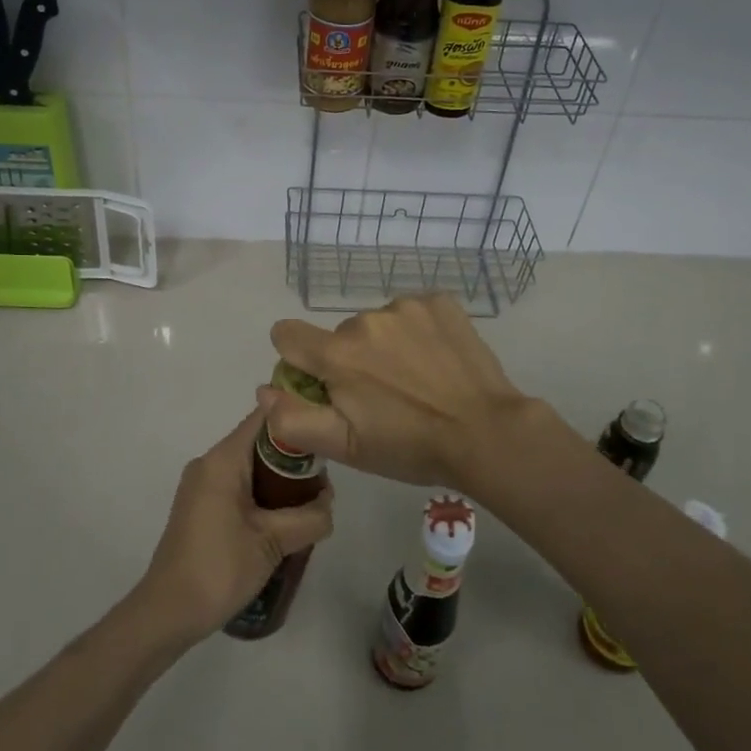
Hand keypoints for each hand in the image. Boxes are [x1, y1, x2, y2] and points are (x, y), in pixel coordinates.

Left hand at [132, 409, 334, 646]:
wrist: (168, 613)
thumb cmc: (219, 568)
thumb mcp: (273, 543)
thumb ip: (309, 517)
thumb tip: (329, 504)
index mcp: (223, 460)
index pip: (265, 418)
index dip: (297, 419)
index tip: (326, 436)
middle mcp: (209, 463)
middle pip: (260, 443)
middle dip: (294, 459)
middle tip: (323, 484)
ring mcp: (201, 485)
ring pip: (250, 467)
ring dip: (279, 482)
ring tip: (308, 505)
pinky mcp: (200, 507)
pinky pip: (237, 486)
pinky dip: (262, 495)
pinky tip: (281, 522)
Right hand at [263, 294, 537, 491]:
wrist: (486, 432)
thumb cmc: (410, 446)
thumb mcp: (345, 447)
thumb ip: (293, 419)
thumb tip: (264, 390)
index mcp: (337, 354)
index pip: (287, 334)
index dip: (297, 360)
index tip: (323, 384)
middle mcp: (365, 319)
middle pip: (338, 335)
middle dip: (349, 360)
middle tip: (381, 397)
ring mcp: (405, 306)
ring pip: (375, 324)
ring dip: (383, 346)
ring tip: (415, 380)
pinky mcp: (439, 302)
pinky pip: (410, 312)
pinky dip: (415, 332)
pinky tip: (435, 360)